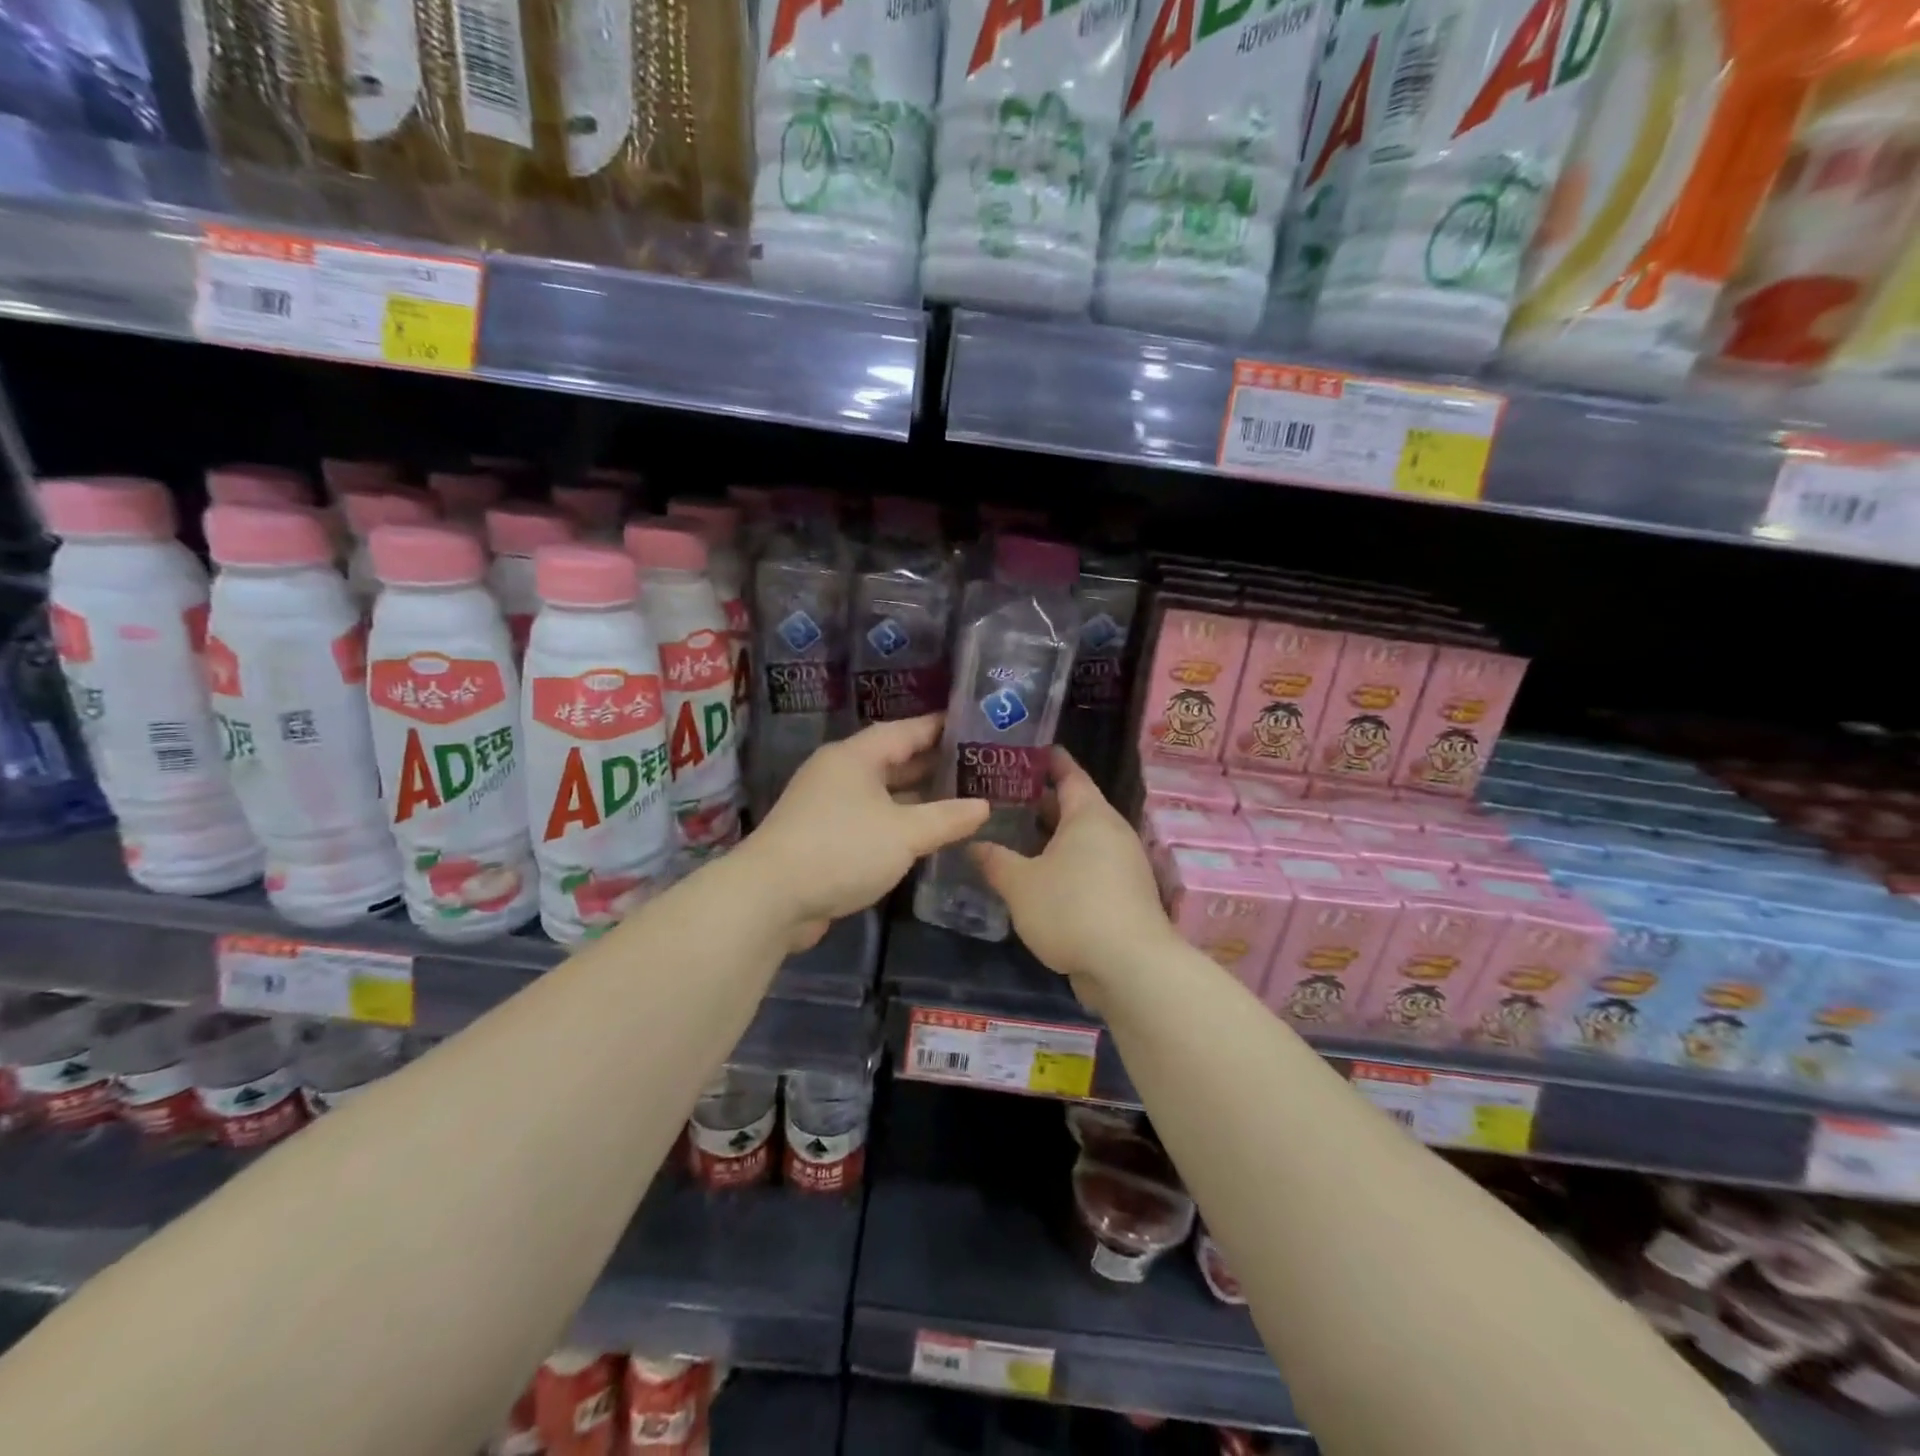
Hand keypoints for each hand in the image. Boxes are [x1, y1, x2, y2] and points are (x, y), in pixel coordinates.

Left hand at [744, 715, 988, 950]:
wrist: (771, 898)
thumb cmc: (842, 849)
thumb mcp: (904, 833)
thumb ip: (946, 818)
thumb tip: (983, 806)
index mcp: (855, 757)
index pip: (905, 730)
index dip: (940, 727)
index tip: (974, 724)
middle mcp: (840, 773)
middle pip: (893, 760)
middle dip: (933, 763)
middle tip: (977, 764)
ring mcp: (829, 806)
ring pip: (883, 793)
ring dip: (917, 797)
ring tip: (962, 797)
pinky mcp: (824, 837)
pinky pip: (872, 819)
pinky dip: (898, 823)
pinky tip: (926, 834)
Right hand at [971, 748, 1180, 998]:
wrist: (1131, 967)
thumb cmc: (1072, 909)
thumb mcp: (1020, 884)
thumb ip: (995, 860)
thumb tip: (973, 845)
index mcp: (1090, 815)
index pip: (1069, 773)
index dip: (1047, 760)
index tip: (1023, 750)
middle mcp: (1111, 832)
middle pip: (1074, 807)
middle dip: (1039, 802)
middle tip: (1001, 797)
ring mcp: (1122, 865)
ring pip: (1080, 840)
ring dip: (1050, 838)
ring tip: (1011, 837)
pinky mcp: (1124, 895)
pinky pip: (1089, 867)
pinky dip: (1063, 864)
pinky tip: (1036, 878)